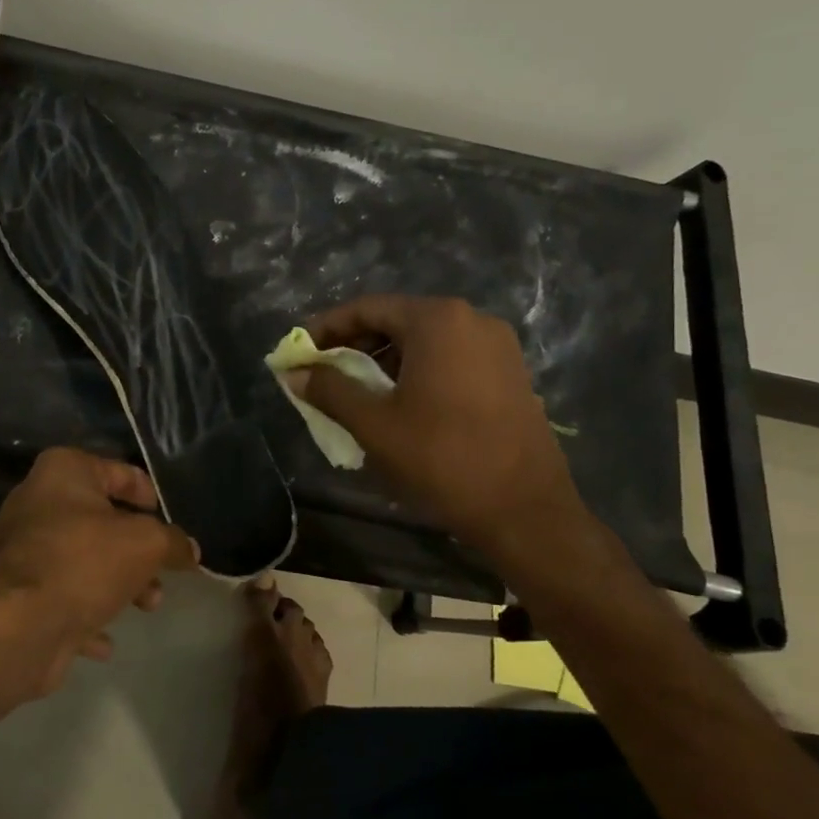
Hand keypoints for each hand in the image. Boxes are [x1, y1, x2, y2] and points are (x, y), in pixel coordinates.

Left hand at [0, 447, 198, 696]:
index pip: (119, 471)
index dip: (151, 496)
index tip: (171, 524)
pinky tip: (105, 642)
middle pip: (102, 521)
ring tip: (147, 606)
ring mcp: (23, 551)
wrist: (14, 626)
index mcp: (64, 471)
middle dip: (138, 551)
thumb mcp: (146, 544)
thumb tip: (190, 551)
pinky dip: (87, 617)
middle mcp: (38, 503)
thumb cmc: (83, 562)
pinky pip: (62, 599)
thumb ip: (173, 542)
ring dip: (119, 584)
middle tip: (162, 575)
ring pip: (84, 562)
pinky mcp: (16, 595)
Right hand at [290, 296, 588, 570]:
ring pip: (424, 340)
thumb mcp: (374, 424)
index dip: (326, 328)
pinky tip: (399, 400)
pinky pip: (450, 357)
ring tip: (355, 389)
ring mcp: (497, 345)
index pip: (367, 308)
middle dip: (354, 344)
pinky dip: (417, 369)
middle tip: (322, 372)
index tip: (298, 351)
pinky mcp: (510, 372)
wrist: (525, 510)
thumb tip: (293, 372)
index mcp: (437, 320)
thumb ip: (329, 389)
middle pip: (397, 320)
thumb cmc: (442, 459)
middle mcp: (471, 319)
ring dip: (384, 358)